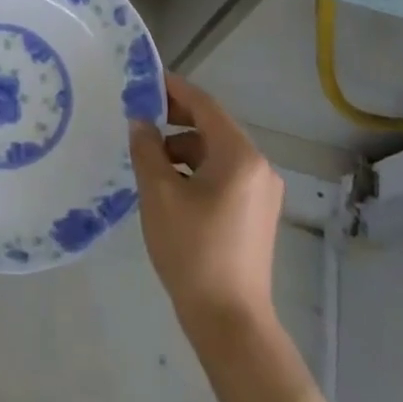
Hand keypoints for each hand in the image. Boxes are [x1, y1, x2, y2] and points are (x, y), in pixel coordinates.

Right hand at [129, 74, 284, 337]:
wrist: (230, 321)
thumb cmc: (193, 250)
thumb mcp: (159, 194)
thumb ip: (147, 149)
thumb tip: (140, 122)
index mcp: (239, 156)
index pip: (205, 105)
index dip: (174, 89)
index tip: (145, 80)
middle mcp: (258, 166)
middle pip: (213, 127)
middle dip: (176, 120)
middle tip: (140, 120)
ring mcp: (262, 192)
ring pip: (217, 153)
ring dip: (184, 148)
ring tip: (150, 161)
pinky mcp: (257, 213)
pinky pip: (224, 175)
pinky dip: (197, 170)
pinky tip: (171, 187)